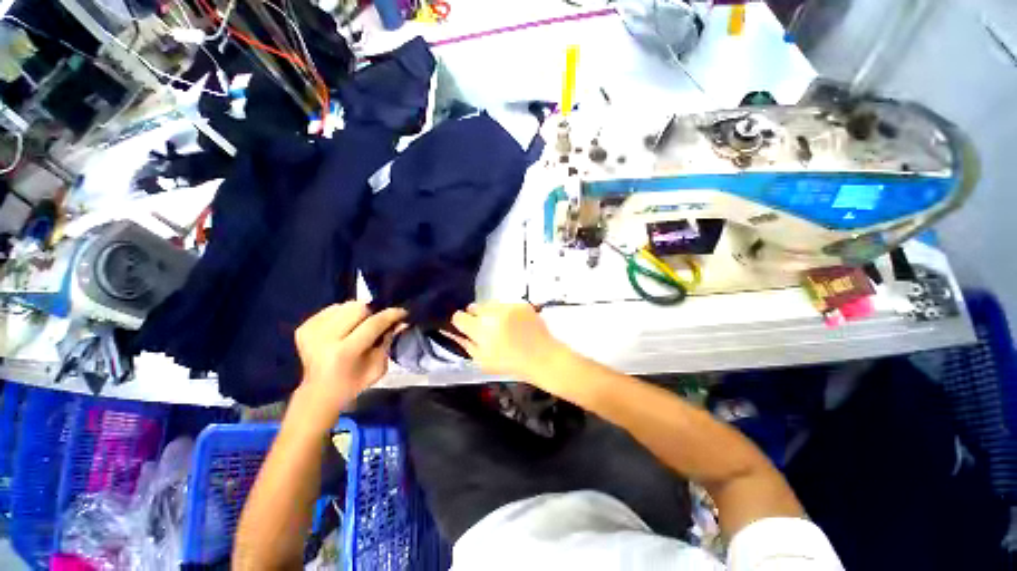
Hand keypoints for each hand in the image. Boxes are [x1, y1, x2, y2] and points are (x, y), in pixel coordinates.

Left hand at [292, 302, 406, 430]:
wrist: (319, 393)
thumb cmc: (354, 383)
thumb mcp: (378, 367)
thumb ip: (389, 342)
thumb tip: (400, 322)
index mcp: (345, 352)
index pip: (373, 324)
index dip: (391, 315)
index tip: (403, 312)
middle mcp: (325, 339)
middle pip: (358, 308)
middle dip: (372, 313)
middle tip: (376, 323)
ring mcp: (311, 332)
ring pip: (345, 305)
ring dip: (357, 313)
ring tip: (359, 325)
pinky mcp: (304, 328)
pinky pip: (331, 309)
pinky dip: (342, 314)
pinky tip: (343, 327)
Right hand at [442, 303, 568, 385]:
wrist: (542, 357)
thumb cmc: (511, 363)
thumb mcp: (483, 361)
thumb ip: (467, 344)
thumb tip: (455, 333)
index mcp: (481, 330)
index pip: (459, 317)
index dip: (461, 323)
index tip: (467, 328)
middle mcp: (493, 314)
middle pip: (473, 307)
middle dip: (476, 317)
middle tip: (486, 329)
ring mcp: (508, 307)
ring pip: (489, 304)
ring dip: (490, 313)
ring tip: (502, 326)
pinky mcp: (521, 304)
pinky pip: (506, 304)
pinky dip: (506, 312)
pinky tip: (514, 324)